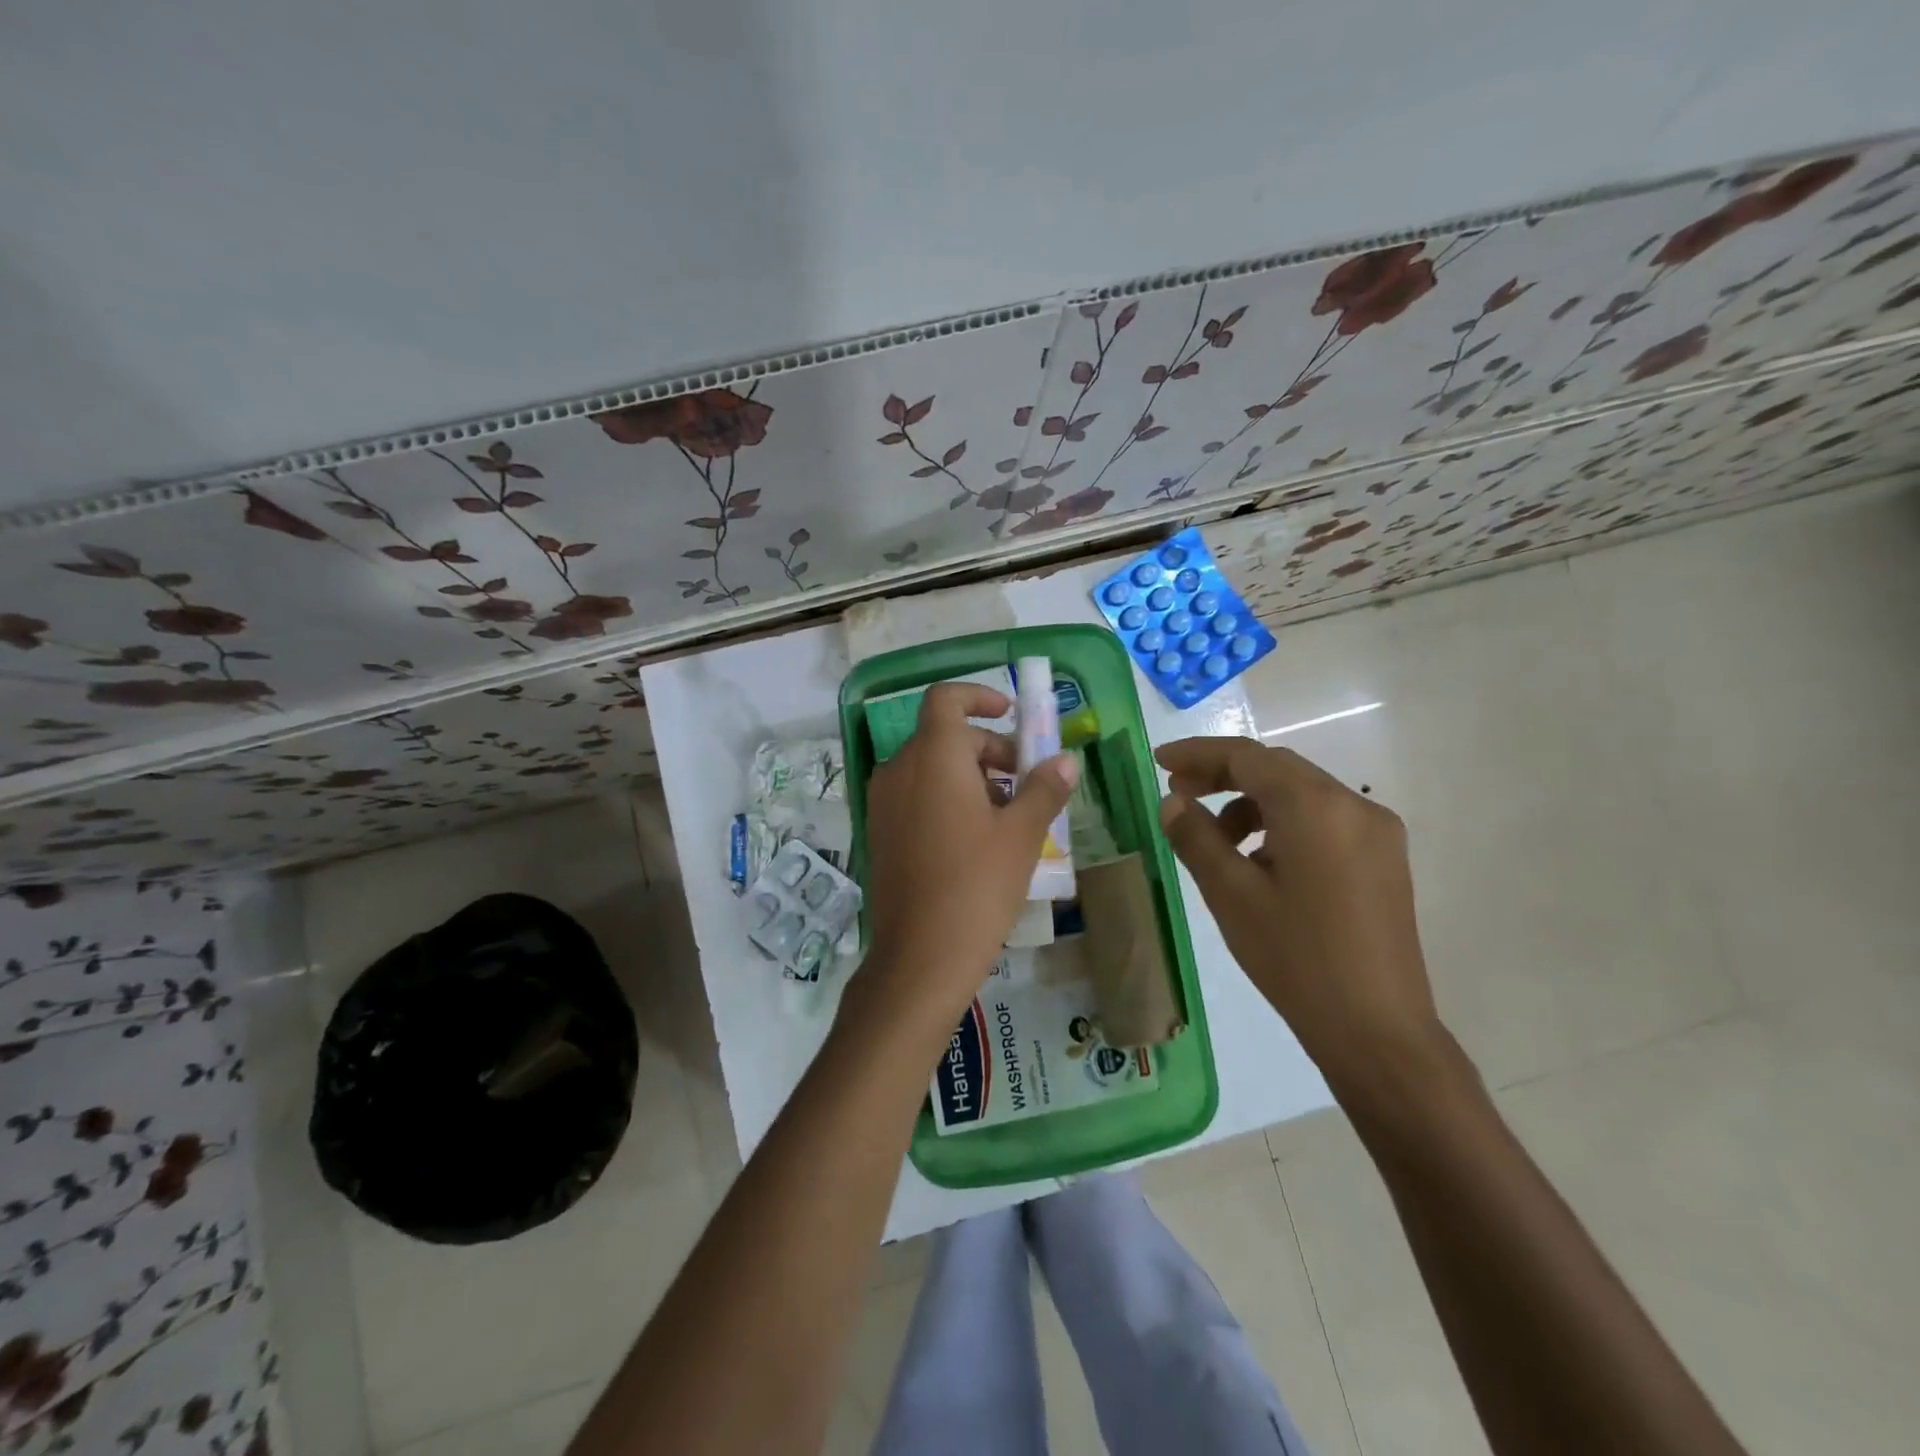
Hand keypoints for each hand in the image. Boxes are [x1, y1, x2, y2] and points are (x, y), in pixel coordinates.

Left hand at [845, 683, 1077, 1054]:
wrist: (920, 955)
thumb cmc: (976, 885)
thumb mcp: (1021, 834)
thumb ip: (1044, 788)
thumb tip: (1064, 760)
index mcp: (932, 756)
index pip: (946, 699)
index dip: (979, 696)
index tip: (1010, 713)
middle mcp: (899, 768)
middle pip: (945, 736)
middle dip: (989, 748)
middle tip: (1026, 780)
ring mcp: (883, 801)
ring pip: (931, 767)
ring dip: (970, 775)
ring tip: (1008, 814)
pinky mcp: (880, 831)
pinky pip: (916, 794)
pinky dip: (946, 797)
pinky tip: (976, 837)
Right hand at [1155, 736, 1445, 1096]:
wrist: (1376, 1031)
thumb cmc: (1295, 958)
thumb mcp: (1231, 895)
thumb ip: (1196, 837)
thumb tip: (1172, 801)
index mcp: (1315, 807)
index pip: (1247, 757)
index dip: (1198, 754)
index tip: (1158, 761)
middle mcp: (1354, 805)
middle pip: (1277, 769)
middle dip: (1223, 776)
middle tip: (1178, 795)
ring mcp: (1376, 832)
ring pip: (1301, 794)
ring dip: (1252, 803)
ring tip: (1216, 842)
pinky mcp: (1384, 859)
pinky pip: (1323, 820)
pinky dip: (1282, 824)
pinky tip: (1260, 863)